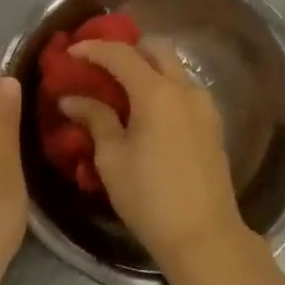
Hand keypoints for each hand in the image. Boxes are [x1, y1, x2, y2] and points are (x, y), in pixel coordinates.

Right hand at [58, 41, 243, 269]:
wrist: (204, 235)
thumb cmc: (149, 197)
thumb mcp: (112, 158)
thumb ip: (95, 119)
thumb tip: (72, 99)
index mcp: (157, 92)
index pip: (121, 54)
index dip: (94, 49)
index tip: (71, 52)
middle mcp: (185, 88)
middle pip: (155, 49)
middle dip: (127, 50)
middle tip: (101, 65)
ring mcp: (204, 105)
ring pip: (174, 68)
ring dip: (147, 68)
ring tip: (121, 89)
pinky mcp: (213, 123)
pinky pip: (184, 90)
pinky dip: (163, 87)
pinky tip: (146, 111)